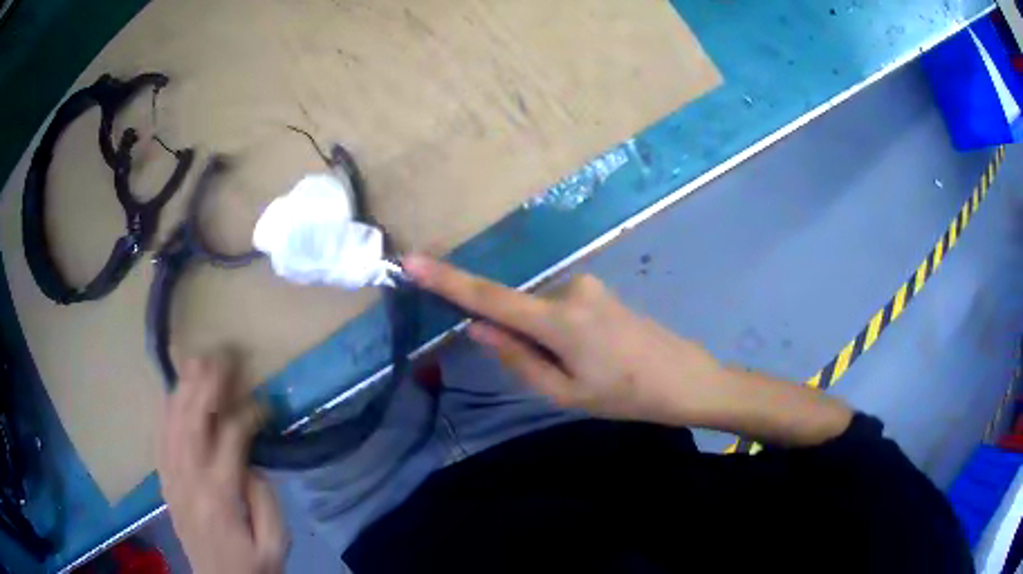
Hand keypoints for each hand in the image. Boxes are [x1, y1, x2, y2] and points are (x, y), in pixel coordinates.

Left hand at [157, 354, 287, 573]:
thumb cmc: (252, 565)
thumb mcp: (274, 542)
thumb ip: (265, 499)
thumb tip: (250, 461)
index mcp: (220, 495)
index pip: (231, 438)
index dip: (248, 413)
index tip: (264, 402)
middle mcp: (188, 478)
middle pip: (193, 418)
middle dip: (208, 382)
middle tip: (223, 354)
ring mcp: (170, 477)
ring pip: (171, 421)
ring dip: (184, 387)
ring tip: (197, 360)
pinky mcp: (163, 480)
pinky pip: (158, 435)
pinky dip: (165, 409)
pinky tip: (172, 391)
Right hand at [403, 255, 727, 426]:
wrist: (684, 378)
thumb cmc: (626, 395)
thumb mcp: (565, 393)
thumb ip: (518, 359)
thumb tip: (478, 329)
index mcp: (560, 320)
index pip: (490, 298)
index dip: (447, 281)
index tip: (411, 262)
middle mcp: (570, 289)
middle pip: (519, 311)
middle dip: (520, 340)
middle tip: (560, 375)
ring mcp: (587, 285)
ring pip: (540, 313)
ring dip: (545, 340)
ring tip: (584, 368)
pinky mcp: (597, 288)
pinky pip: (559, 308)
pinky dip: (559, 332)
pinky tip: (592, 354)